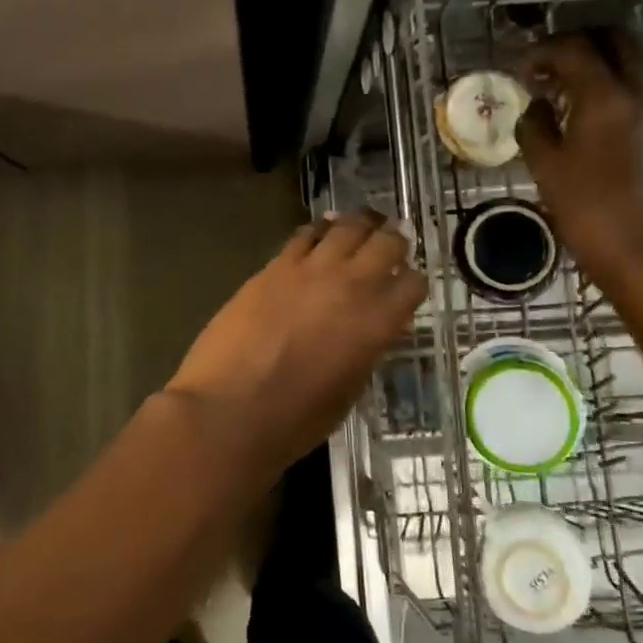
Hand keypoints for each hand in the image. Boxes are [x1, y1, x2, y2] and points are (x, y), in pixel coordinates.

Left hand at [166, 210, 425, 476]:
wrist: (228, 410)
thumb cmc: (294, 420)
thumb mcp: (348, 391)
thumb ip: (364, 351)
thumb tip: (367, 332)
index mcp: (377, 323)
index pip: (412, 284)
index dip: (413, 281)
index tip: (409, 283)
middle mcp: (351, 285)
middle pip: (386, 243)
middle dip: (394, 240)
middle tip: (394, 240)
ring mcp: (310, 270)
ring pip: (346, 227)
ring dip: (360, 224)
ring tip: (363, 223)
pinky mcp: (274, 266)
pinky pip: (304, 235)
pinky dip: (318, 230)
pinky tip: (320, 231)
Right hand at [516, 31, 642, 274]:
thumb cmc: (587, 209)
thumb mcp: (545, 166)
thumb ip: (534, 126)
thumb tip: (535, 107)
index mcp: (606, 96)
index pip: (573, 48)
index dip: (540, 51)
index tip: (518, 69)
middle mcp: (638, 91)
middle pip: (612, 39)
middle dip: (576, 43)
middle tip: (545, 65)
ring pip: (628, 61)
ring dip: (595, 63)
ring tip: (561, 90)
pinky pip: (636, 87)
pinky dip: (610, 85)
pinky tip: (584, 115)